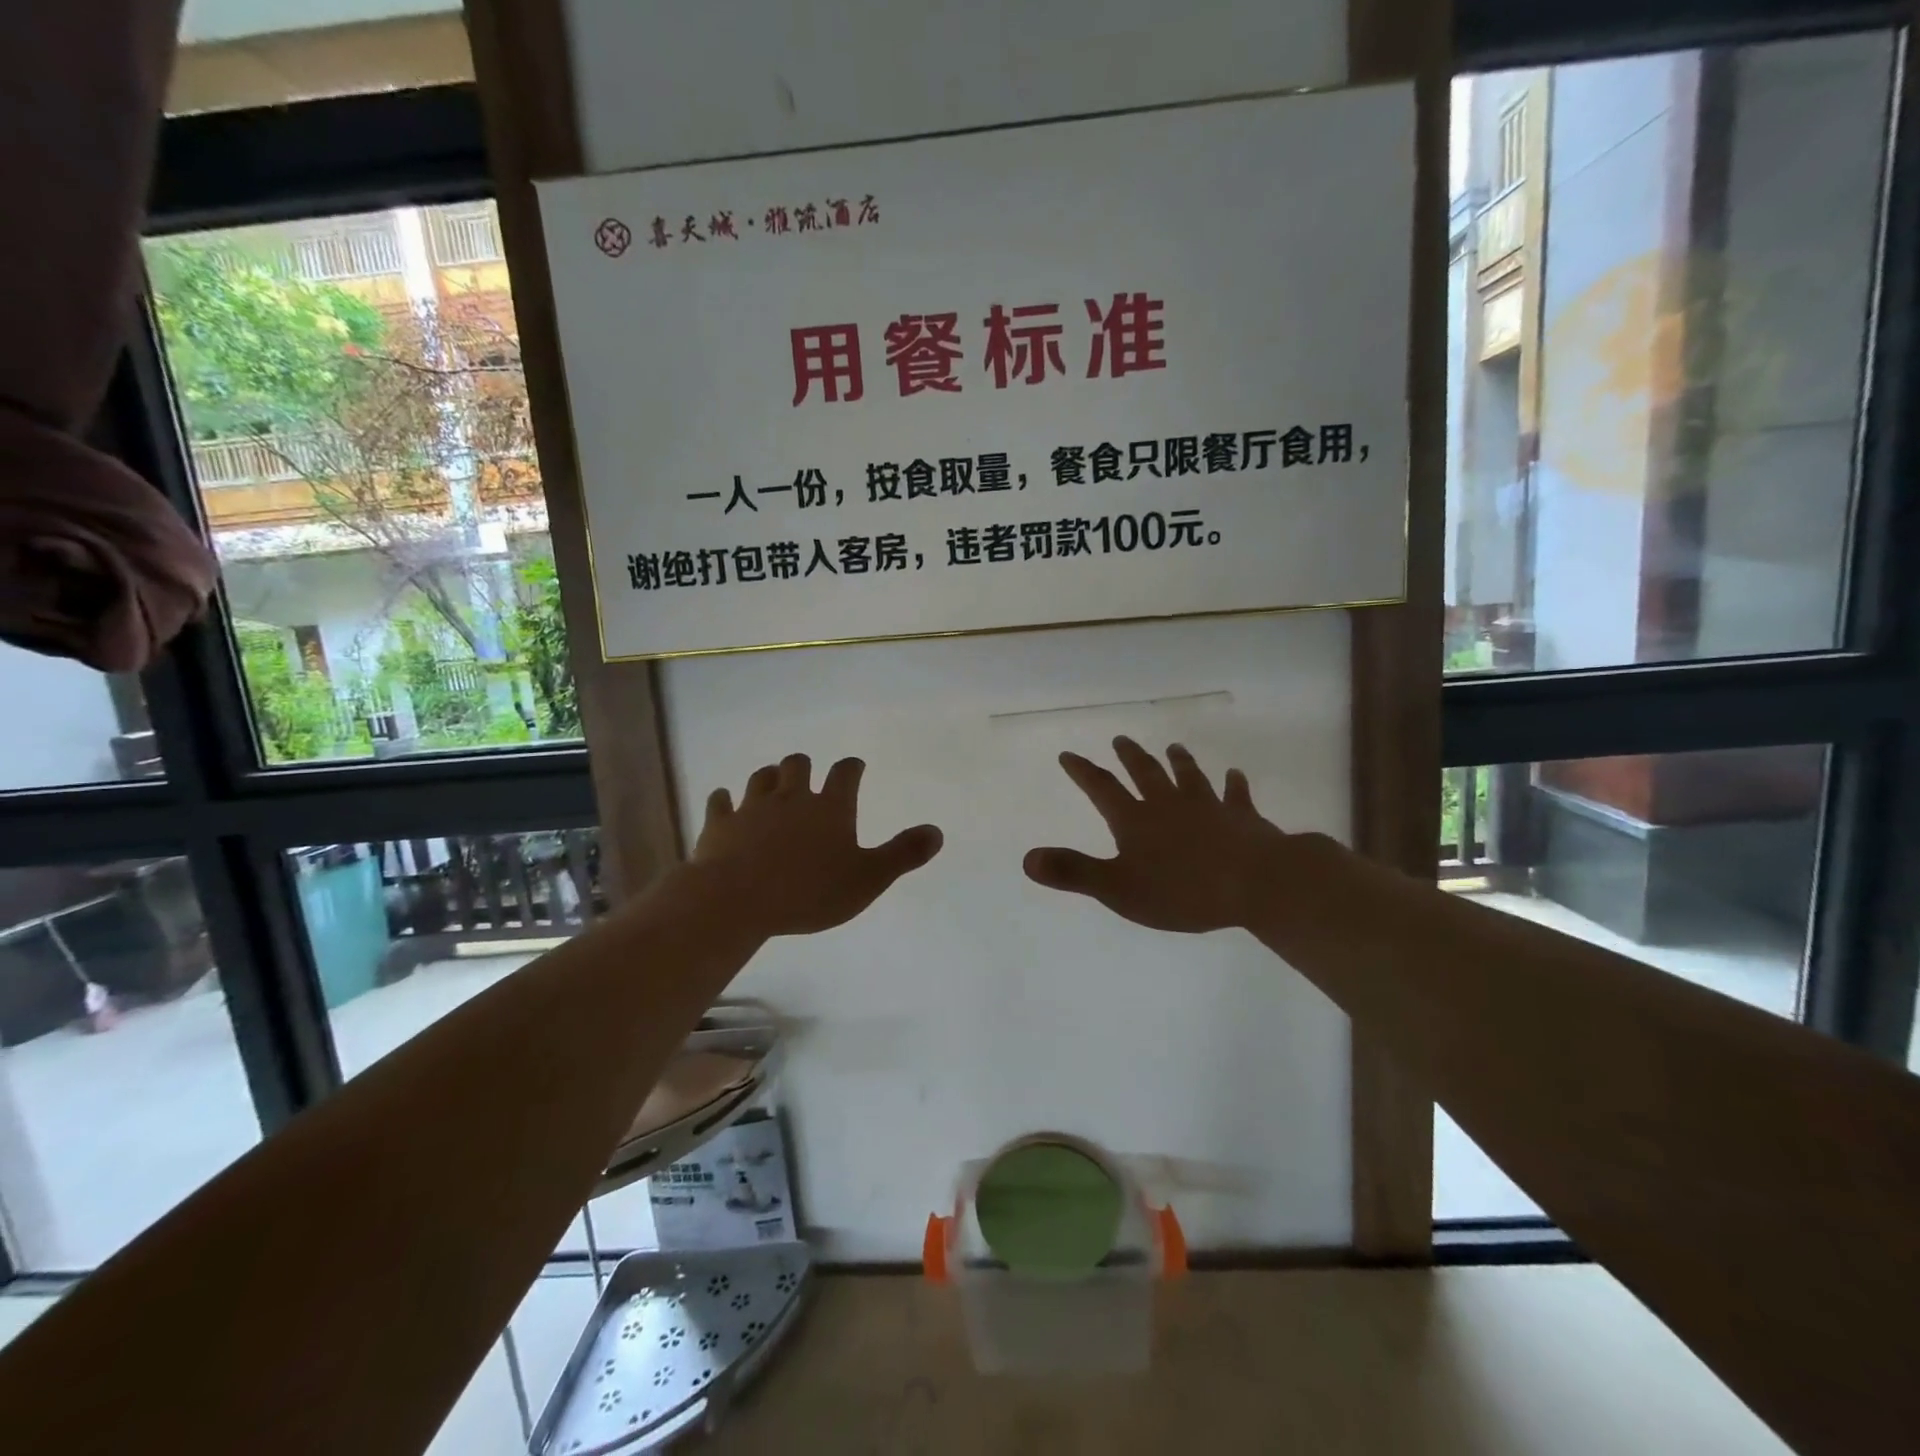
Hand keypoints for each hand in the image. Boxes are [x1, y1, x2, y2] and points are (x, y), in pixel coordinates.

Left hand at [692, 753, 942, 936]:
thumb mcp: (868, 879)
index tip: (855, 766)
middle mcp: (791, 798)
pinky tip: (725, 801)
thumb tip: (937, 831)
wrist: (737, 899)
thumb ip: (903, 854)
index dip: (852, 767)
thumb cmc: (809, 891)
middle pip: (798, 765)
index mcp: (830, 807)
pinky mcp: (719, 824)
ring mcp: (752, 808)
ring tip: (773, 782)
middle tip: (808, 774)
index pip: (845, 773)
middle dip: (805, 765)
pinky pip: (720, 802)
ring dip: (769, 777)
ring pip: (761, 778)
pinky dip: (724, 800)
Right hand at [1024, 737, 1291, 932]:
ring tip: (1173, 746)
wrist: (1254, 883)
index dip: (1083, 772)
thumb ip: (1073, 872)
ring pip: (1189, 777)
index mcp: (1136, 820)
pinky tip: (1234, 774)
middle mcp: (1169, 805)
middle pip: (1146, 774)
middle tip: (1121, 739)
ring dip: (1179, 762)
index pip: (1102, 789)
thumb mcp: (1117, 888)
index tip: (1069, 755)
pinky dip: (1233, 784)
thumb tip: (1026, 859)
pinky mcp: (1242, 818)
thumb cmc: (1181, 890)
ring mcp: (1208, 808)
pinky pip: (1236, 796)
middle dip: (1130, 757)